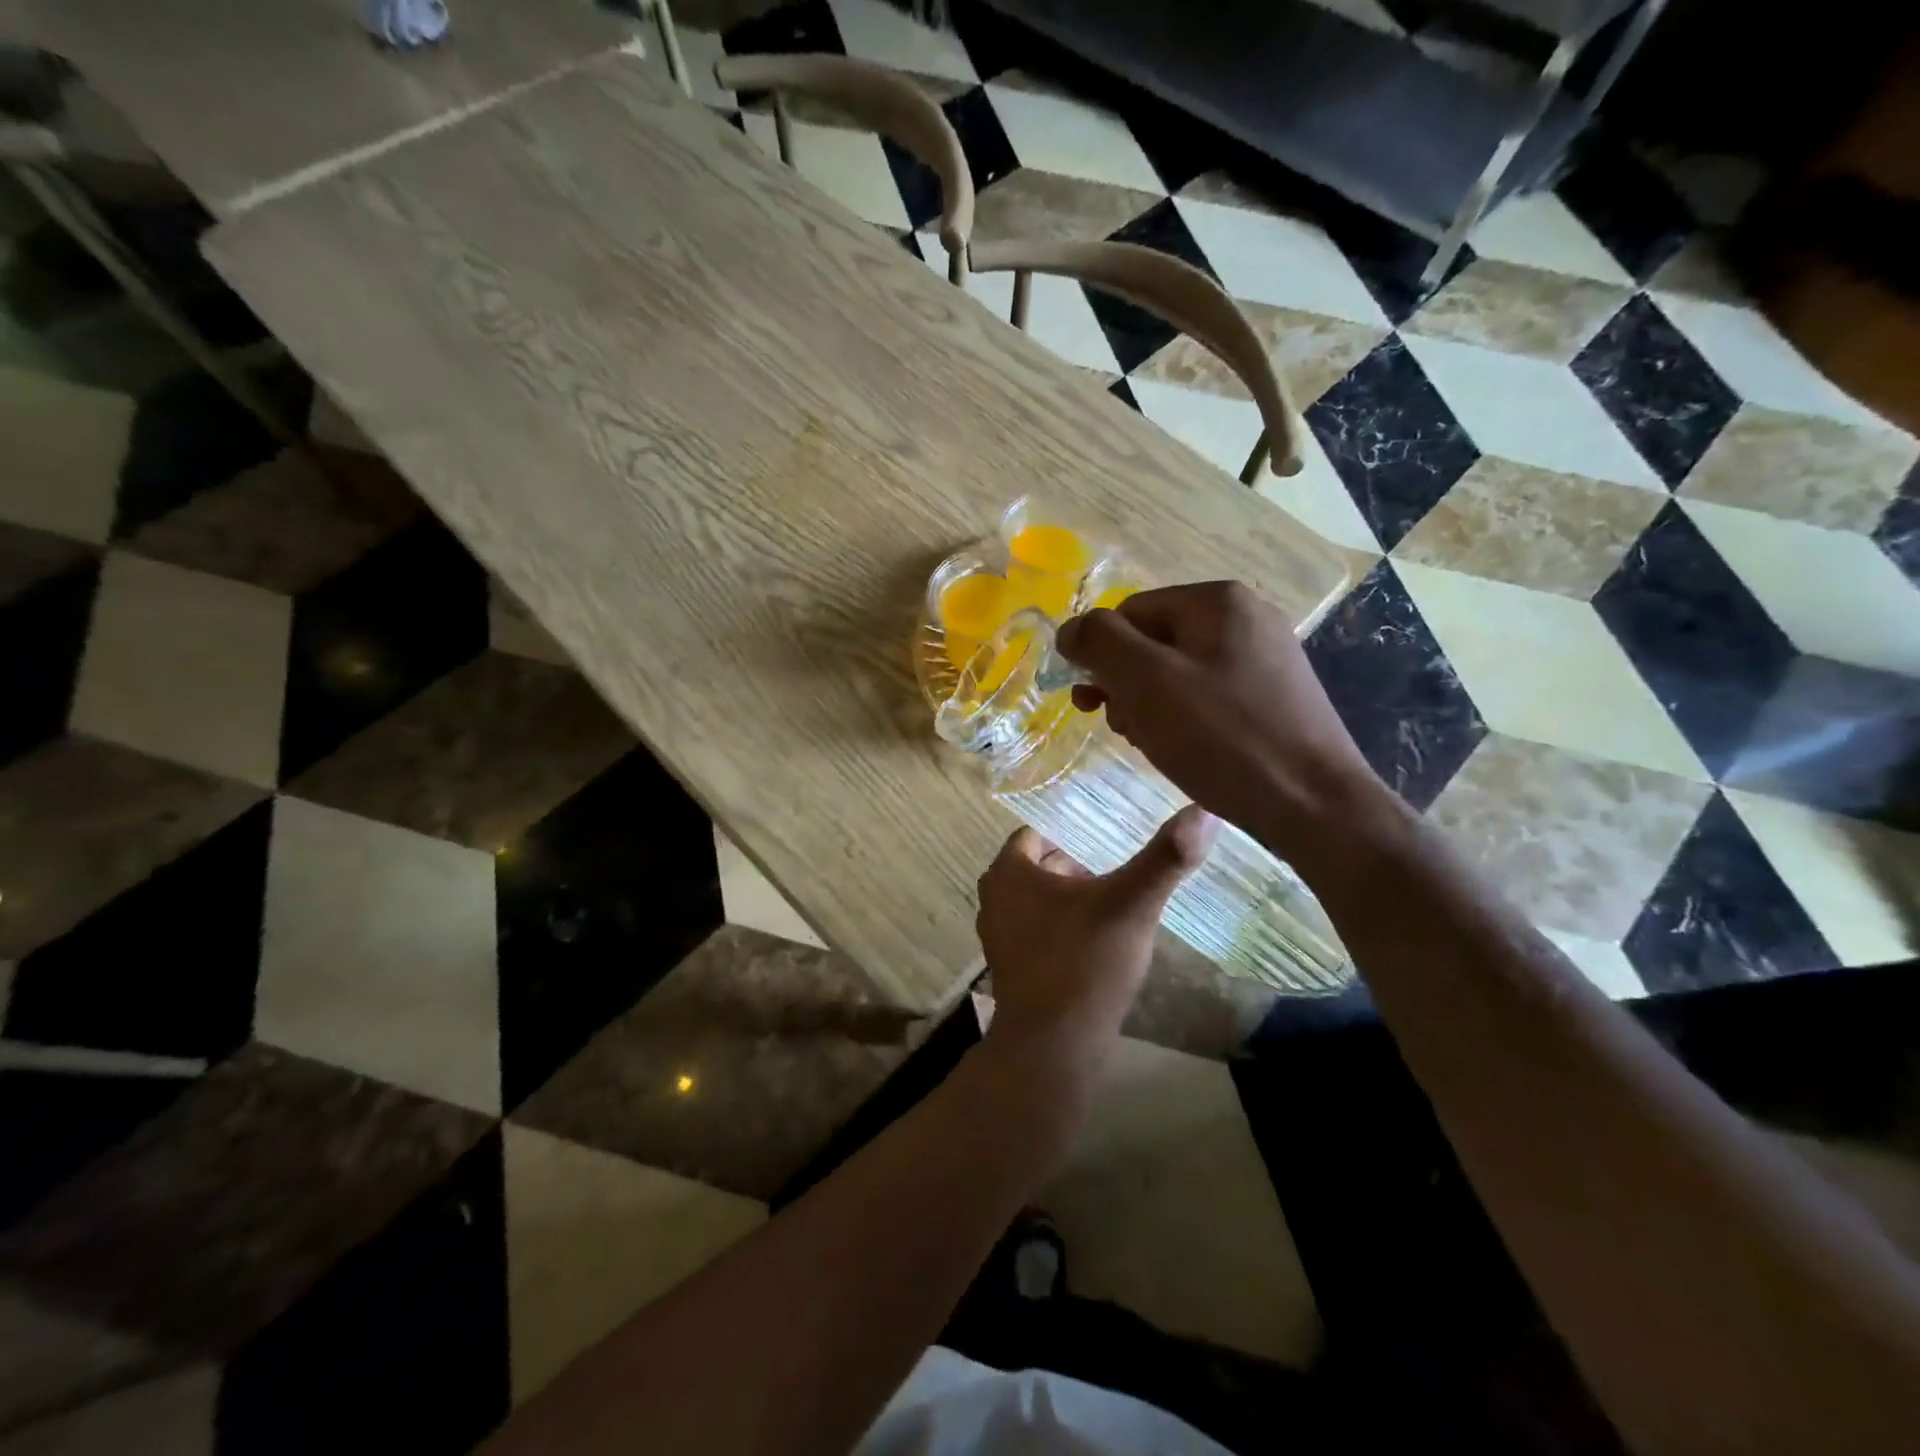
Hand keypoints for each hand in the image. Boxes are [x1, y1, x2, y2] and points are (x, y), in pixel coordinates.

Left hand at [975, 807, 1215, 1052]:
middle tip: (1114, 875)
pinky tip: (1095, 944)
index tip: (1106, 844)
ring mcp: (997, 937)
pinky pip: (1036, 932)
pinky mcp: (1009, 969)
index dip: (1072, 835)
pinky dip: (1060, 929)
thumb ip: (1166, 858)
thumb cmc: (1086, 962)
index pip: (1036, 835)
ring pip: (1037, 901)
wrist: (1053, 1047)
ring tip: (1111, 907)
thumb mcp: (1132, 904)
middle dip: (1073, 868)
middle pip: (1037, 868)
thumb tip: (1205, 811)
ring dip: (1068, 900)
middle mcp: (993, 899)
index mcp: (1008, 872)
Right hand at [1056, 581, 1388, 866]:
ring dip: (1150, 706)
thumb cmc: (1223, 738)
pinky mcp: (1274, 697)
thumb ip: (1100, 642)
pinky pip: (1208, 696)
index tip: (1093, 705)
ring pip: (1177, 673)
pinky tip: (1185, 751)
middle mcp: (1245, 618)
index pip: (1129, 613)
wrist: (1314, 805)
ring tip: (1153, 745)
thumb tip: (1070, 629)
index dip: (1102, 657)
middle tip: (1122, 729)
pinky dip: (1184, 720)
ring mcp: (1265, 658)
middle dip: (1126, 685)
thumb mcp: (1147, 681)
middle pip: (1153, 642)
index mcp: (1217, 601)